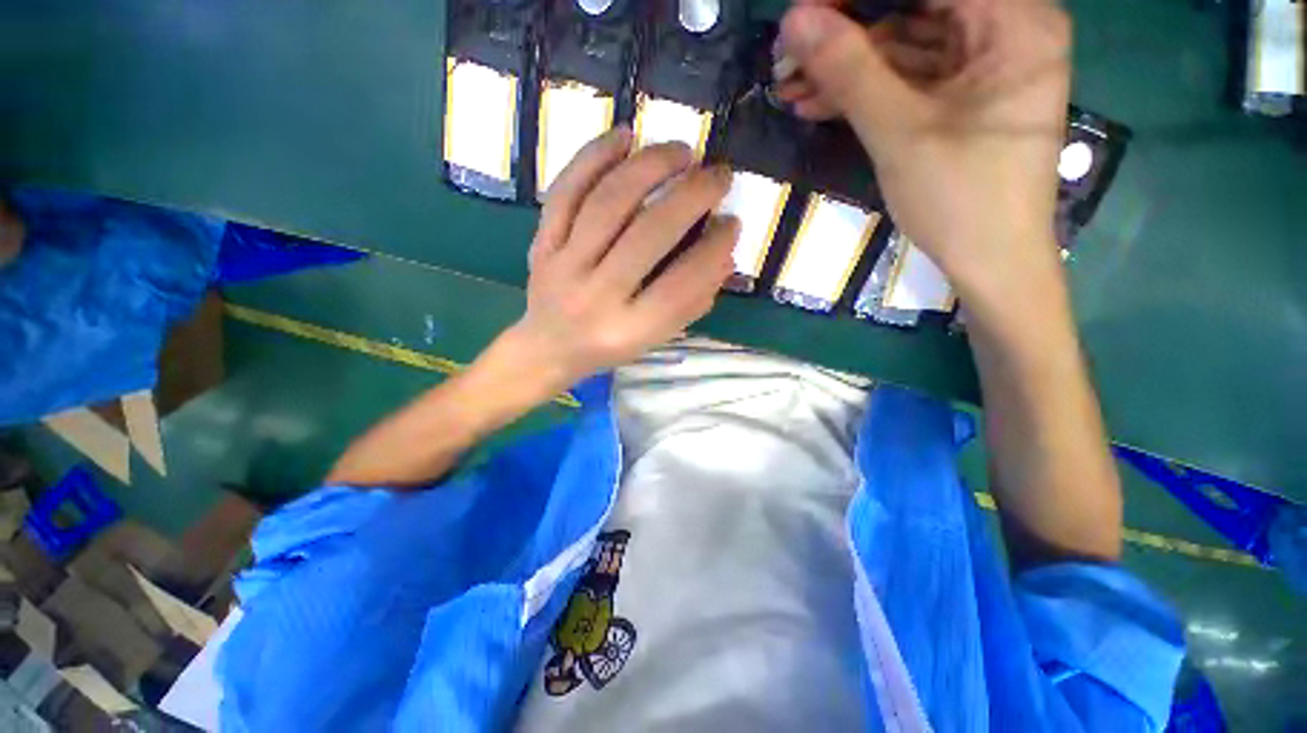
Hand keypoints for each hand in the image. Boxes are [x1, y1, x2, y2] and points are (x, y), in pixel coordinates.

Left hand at [502, 126, 738, 393]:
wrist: (548, 348)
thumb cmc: (610, 345)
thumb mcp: (656, 337)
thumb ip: (692, 302)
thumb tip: (724, 254)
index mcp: (630, 330)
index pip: (682, 283)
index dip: (714, 248)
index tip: (732, 222)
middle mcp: (596, 297)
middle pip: (648, 234)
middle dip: (692, 195)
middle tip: (719, 175)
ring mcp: (563, 267)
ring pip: (607, 203)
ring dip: (650, 166)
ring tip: (682, 151)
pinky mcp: (541, 244)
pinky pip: (565, 192)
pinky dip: (594, 157)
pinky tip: (624, 136)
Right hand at [776, 0, 1070, 307]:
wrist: (991, 263)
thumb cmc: (960, 198)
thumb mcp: (898, 131)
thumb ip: (849, 69)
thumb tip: (795, 20)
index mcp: (1014, 21)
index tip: (805, 14)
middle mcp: (1007, 30)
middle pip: (914, 12)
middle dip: (846, 36)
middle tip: (790, 57)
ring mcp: (985, 67)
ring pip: (904, 48)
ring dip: (846, 70)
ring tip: (791, 90)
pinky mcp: (965, 99)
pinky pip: (909, 80)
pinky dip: (865, 92)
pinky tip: (819, 104)